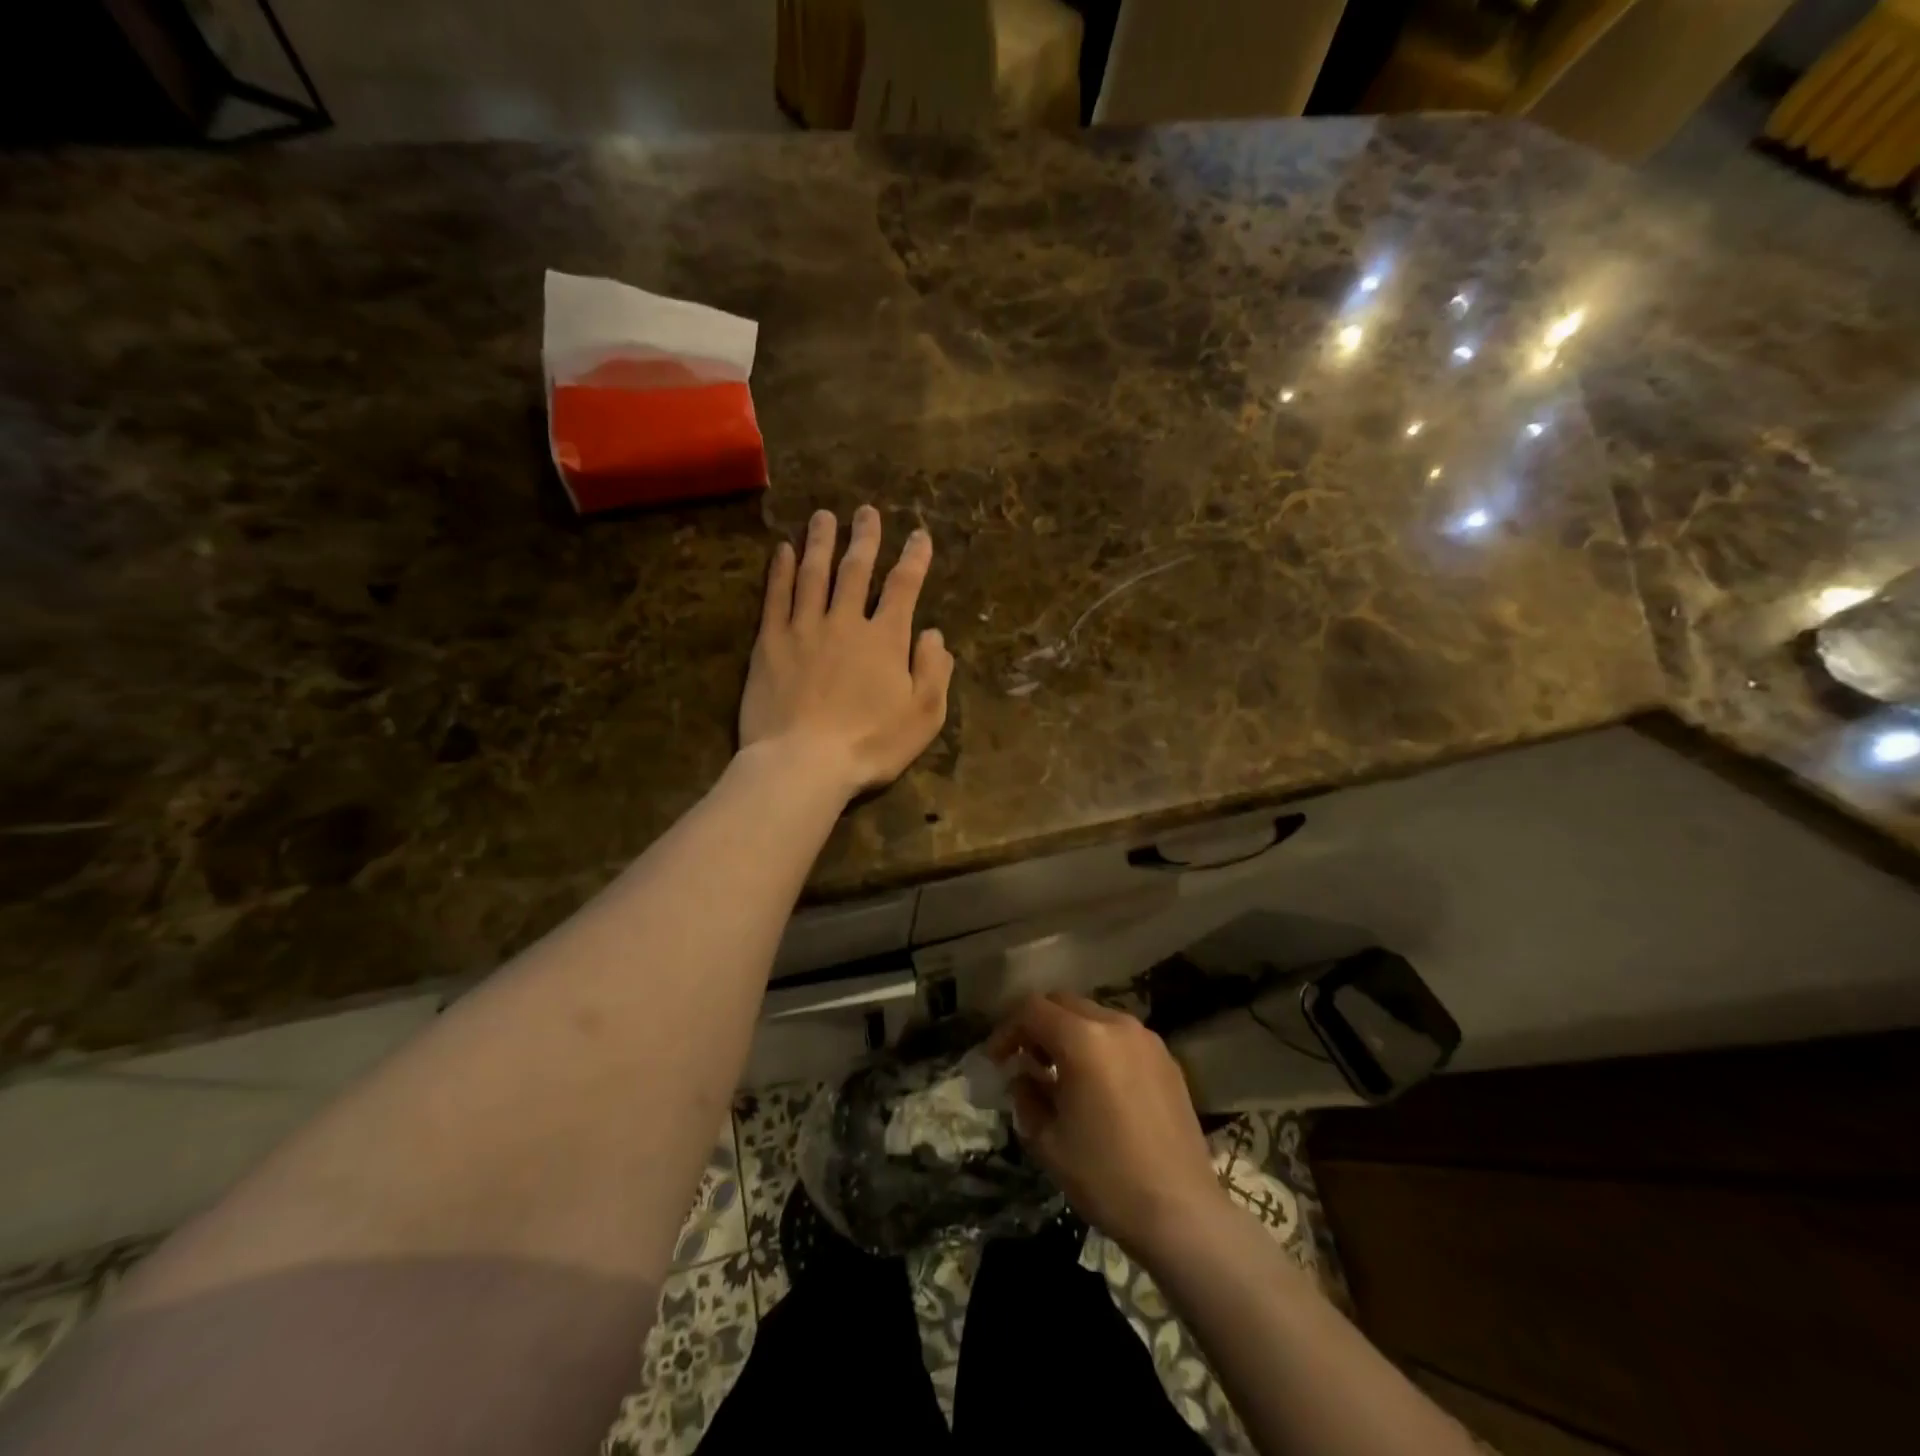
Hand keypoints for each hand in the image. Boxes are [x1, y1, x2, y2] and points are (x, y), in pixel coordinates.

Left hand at [740, 506, 953, 798]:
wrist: (803, 763)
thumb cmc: (871, 745)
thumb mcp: (924, 715)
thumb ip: (934, 670)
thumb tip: (933, 633)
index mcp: (885, 639)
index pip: (903, 587)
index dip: (914, 558)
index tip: (919, 535)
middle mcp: (845, 622)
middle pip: (856, 570)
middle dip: (865, 538)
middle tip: (866, 511)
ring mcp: (803, 629)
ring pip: (814, 574)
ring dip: (821, 542)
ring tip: (824, 516)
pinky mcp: (769, 643)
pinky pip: (776, 597)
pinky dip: (781, 570)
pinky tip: (784, 550)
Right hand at [989, 993, 1223, 1261]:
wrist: (1182, 1212)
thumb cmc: (1106, 1177)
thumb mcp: (1048, 1141)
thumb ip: (1027, 1096)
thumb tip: (1024, 1077)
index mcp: (1083, 1040)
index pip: (1032, 1010)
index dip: (1007, 1030)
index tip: (996, 1060)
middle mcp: (1116, 1025)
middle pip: (1064, 1003)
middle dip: (1038, 1026)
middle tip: (1025, 1061)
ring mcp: (1146, 1039)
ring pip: (1094, 1016)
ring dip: (1069, 1034)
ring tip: (1059, 1074)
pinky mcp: (1167, 1059)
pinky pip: (1121, 1036)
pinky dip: (1099, 1046)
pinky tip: (1097, 1085)